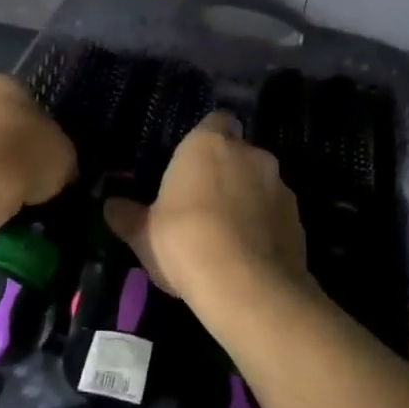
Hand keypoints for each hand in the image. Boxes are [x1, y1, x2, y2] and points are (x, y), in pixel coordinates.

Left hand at [0, 74, 76, 213]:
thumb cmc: (26, 154)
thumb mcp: (64, 154)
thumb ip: (59, 152)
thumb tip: (58, 164)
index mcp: (2, 84)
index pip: (22, 96)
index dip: (35, 122)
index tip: (43, 147)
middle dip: (7, 140)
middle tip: (27, 169)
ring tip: (9, 192)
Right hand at [103, 111, 307, 312]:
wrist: (246, 286)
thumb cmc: (184, 242)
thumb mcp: (143, 233)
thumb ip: (127, 216)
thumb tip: (110, 206)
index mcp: (208, 144)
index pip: (216, 121)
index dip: (206, 140)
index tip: (192, 164)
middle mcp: (250, 155)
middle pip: (239, 154)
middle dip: (226, 172)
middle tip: (203, 204)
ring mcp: (280, 187)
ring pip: (261, 184)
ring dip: (248, 200)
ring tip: (228, 235)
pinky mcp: (299, 221)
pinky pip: (276, 216)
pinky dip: (266, 228)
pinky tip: (249, 255)